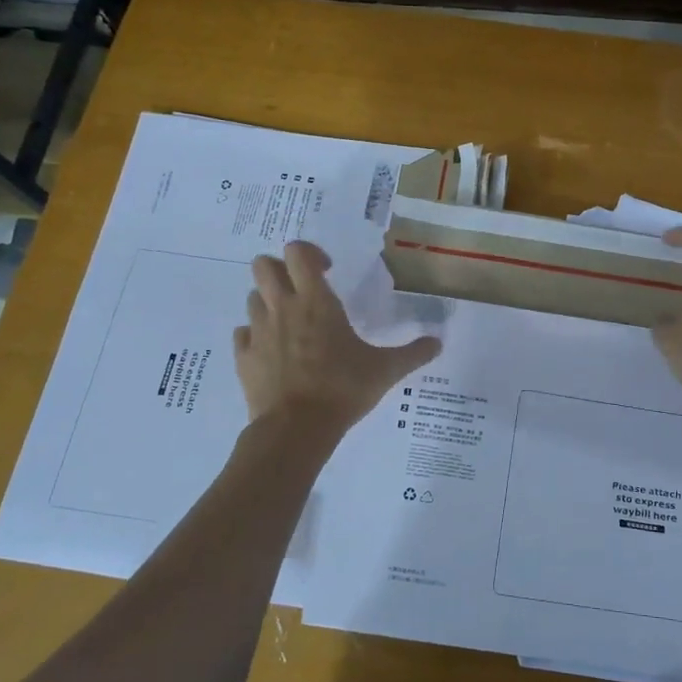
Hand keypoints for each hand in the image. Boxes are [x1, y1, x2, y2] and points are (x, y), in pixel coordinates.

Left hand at [234, 241, 440, 430]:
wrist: (296, 428)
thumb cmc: (343, 389)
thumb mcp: (385, 370)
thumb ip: (413, 353)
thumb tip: (438, 343)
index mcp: (315, 301)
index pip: (298, 252)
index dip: (310, 253)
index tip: (328, 271)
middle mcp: (282, 307)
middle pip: (263, 265)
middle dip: (280, 269)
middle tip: (302, 289)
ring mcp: (258, 332)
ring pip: (252, 297)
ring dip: (268, 301)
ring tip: (289, 321)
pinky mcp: (243, 357)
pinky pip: (242, 333)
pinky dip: (254, 335)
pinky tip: (272, 350)